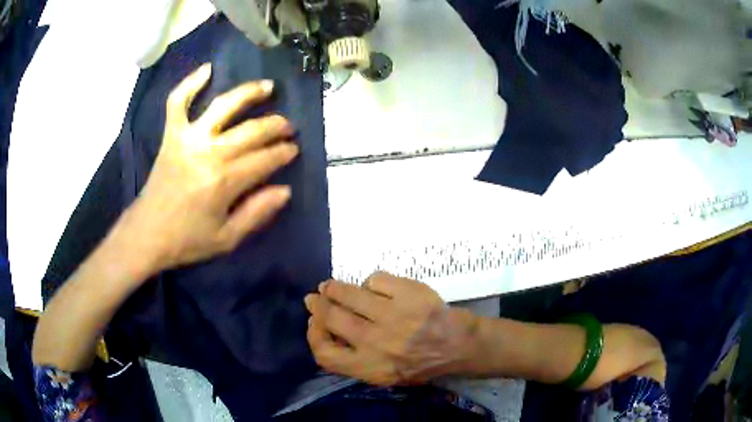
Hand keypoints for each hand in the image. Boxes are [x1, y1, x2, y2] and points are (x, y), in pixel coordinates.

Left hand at [124, 63, 297, 270]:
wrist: (147, 234)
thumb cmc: (187, 239)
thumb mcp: (227, 238)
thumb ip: (257, 214)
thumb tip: (285, 190)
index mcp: (224, 182)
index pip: (265, 160)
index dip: (283, 154)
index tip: (293, 150)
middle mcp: (209, 153)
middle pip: (251, 131)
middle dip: (276, 126)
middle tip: (288, 127)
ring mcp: (188, 139)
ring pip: (223, 106)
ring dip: (249, 94)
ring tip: (267, 87)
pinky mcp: (171, 135)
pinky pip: (178, 102)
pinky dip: (190, 83)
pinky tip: (208, 69)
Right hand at [305, 272, 476, 385]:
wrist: (457, 345)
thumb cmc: (419, 363)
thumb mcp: (383, 375)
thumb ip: (353, 360)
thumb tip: (324, 330)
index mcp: (370, 367)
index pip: (324, 354)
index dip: (313, 335)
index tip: (314, 323)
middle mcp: (378, 343)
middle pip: (332, 318)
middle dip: (319, 305)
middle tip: (316, 298)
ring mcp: (394, 316)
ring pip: (350, 294)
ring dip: (334, 288)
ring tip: (330, 286)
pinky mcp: (409, 294)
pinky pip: (376, 280)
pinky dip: (370, 283)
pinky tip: (372, 287)